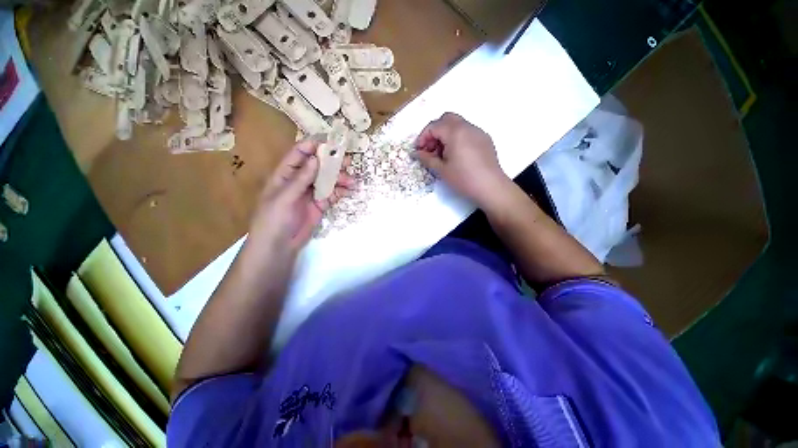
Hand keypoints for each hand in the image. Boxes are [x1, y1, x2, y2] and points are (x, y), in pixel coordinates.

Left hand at [247, 139, 353, 254]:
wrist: (279, 247)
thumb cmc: (273, 220)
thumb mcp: (284, 198)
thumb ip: (300, 179)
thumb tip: (316, 159)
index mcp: (285, 174)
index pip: (299, 155)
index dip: (313, 147)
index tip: (330, 142)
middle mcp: (299, 181)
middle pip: (317, 166)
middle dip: (331, 162)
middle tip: (346, 161)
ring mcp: (311, 193)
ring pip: (327, 180)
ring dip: (339, 178)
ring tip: (351, 181)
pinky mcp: (320, 205)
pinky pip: (332, 194)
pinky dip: (341, 191)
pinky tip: (349, 190)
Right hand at [414, 113, 509, 208]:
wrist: (490, 187)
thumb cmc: (463, 179)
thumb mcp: (441, 170)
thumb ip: (427, 158)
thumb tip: (416, 153)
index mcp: (455, 132)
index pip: (434, 126)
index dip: (423, 137)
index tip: (419, 150)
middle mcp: (467, 127)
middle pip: (446, 119)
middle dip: (435, 132)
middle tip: (430, 149)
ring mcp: (478, 132)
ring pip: (457, 124)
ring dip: (446, 134)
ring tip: (443, 154)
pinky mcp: (485, 139)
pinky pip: (467, 132)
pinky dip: (457, 138)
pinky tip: (457, 155)